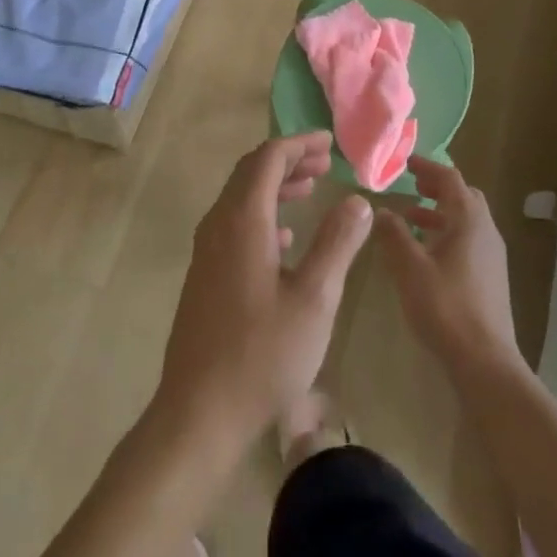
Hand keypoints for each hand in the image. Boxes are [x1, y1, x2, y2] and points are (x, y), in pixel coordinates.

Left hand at [153, 133, 373, 454]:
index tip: (329, 143)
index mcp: (242, 221)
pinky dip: (263, 215)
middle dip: (288, 160)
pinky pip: (234, 225)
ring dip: (275, 186)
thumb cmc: (262, 355)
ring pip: (241, 199)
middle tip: (324, 162)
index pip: (268, 159)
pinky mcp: (205, 276)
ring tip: (311, 189)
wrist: (199, 413)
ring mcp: (207, 252)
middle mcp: (218, 226)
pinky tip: (286, 238)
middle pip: (251, 173)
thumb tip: (357, 200)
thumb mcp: (314, 299)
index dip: (299, 144)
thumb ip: (337, 243)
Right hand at [377, 156, 522, 380]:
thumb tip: (381, 210)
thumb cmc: (445, 306)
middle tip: (411, 185)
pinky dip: (447, 233)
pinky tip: (426, 253)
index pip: (450, 178)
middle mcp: (486, 230)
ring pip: (466, 220)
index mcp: (469, 219)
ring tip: (410, 218)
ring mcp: (492, 254)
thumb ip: (394, 235)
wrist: (485, 359)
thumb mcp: (410, 268)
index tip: (406, 163)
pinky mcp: (491, 276)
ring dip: (440, 212)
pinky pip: (468, 240)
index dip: (427, 167)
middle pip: (463, 196)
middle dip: (437, 187)